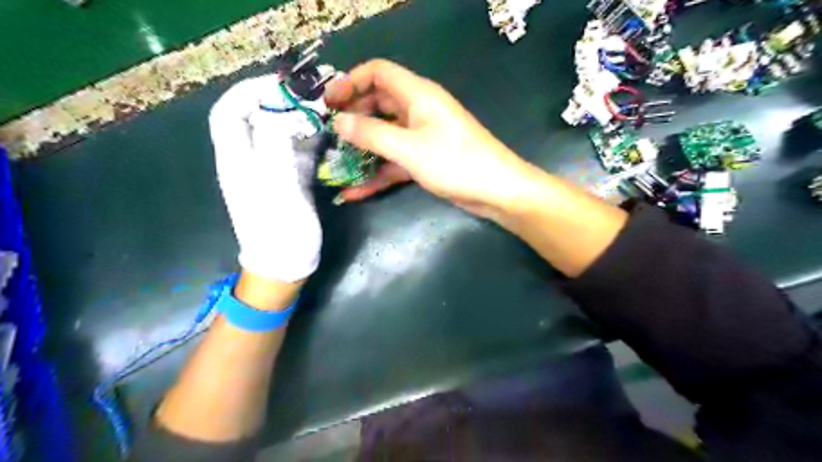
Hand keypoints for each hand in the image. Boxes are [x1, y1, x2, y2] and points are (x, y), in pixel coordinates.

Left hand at [209, 74, 323, 282]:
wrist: (286, 265)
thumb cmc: (279, 230)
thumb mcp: (276, 186)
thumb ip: (274, 145)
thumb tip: (280, 109)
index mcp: (237, 159)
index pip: (230, 111)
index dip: (251, 90)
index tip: (284, 84)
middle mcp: (249, 159)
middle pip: (256, 117)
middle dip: (281, 99)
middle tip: (312, 93)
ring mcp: (271, 169)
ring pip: (279, 132)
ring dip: (299, 117)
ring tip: (325, 107)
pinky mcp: (289, 180)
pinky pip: (296, 150)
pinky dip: (311, 138)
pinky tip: (328, 134)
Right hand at [321, 60, 540, 218]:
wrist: (496, 191)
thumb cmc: (455, 162)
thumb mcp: (409, 148)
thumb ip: (372, 134)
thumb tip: (339, 122)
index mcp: (417, 95)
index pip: (378, 72)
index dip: (351, 81)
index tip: (328, 103)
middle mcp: (418, 111)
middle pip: (379, 104)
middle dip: (353, 117)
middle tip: (329, 134)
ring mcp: (422, 137)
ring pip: (385, 135)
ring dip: (362, 149)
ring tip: (335, 163)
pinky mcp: (425, 159)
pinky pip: (395, 161)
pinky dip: (377, 173)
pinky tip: (355, 192)